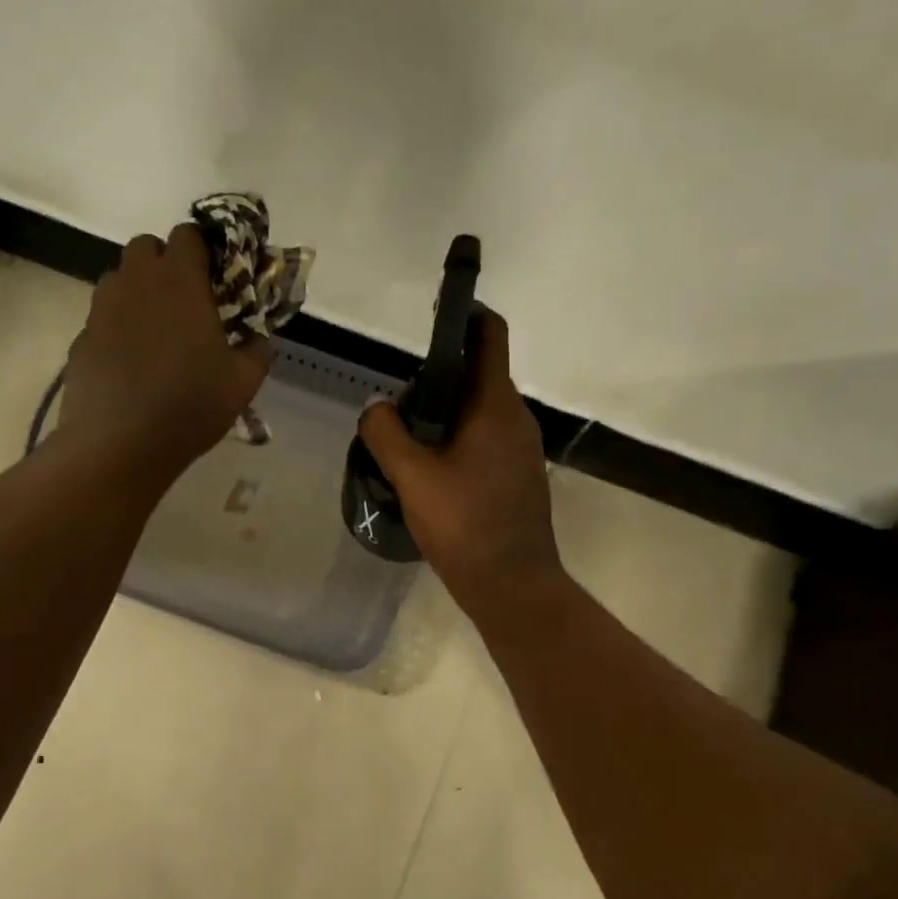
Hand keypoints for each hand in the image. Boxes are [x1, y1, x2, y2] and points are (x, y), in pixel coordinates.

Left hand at [59, 223, 271, 484]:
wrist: (119, 444)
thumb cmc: (189, 406)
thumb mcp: (241, 383)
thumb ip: (257, 352)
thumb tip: (260, 340)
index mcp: (179, 282)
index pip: (188, 235)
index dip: (204, 249)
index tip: (216, 277)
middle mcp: (136, 283)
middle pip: (146, 247)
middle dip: (166, 263)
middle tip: (186, 301)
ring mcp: (102, 310)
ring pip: (119, 279)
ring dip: (139, 292)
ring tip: (157, 332)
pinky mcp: (82, 339)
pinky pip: (103, 318)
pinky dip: (118, 327)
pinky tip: (131, 363)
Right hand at [356, 309, 564, 614]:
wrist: (512, 585)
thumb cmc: (464, 525)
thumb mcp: (412, 477)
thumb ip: (386, 434)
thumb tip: (376, 407)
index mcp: (495, 406)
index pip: (489, 337)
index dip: (466, 315)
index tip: (436, 313)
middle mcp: (516, 419)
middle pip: (478, 376)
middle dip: (438, 377)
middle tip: (398, 401)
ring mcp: (522, 449)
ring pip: (479, 412)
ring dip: (444, 414)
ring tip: (405, 438)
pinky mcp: (518, 475)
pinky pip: (486, 440)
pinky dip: (457, 439)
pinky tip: (429, 469)